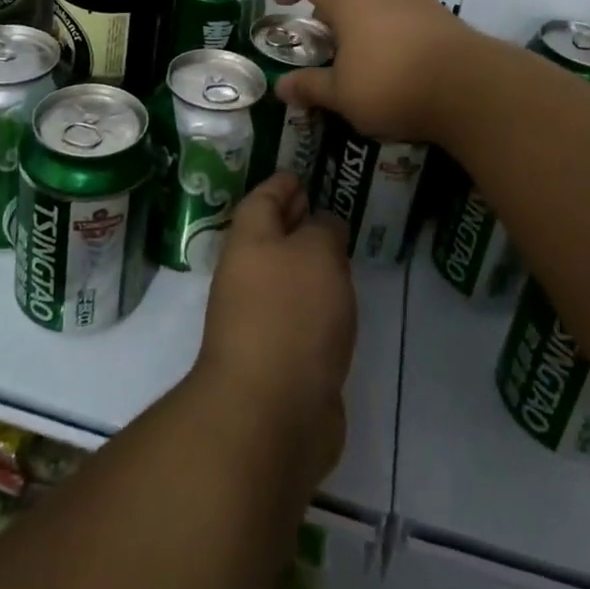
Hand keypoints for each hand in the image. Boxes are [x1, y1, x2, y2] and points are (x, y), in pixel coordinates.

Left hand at [195, 173, 355, 487]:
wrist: (270, 413)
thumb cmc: (291, 316)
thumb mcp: (317, 254)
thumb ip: (324, 230)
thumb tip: (323, 227)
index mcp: (249, 243)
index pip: (262, 199)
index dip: (282, 184)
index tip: (302, 174)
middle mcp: (248, 277)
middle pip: (270, 237)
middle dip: (295, 221)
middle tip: (327, 207)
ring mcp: (259, 321)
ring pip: (286, 278)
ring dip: (309, 264)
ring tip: (341, 252)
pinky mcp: (279, 359)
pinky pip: (299, 315)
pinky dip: (317, 303)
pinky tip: (340, 302)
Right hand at [271, 0, 485, 142]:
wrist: (471, 88)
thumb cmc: (393, 84)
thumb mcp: (342, 95)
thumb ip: (310, 86)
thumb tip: (281, 86)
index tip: (281, 2)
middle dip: (326, 7)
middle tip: (319, 37)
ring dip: (358, 18)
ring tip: (354, 52)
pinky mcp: (439, 15)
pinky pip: (400, 13)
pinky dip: (385, 27)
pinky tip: (391, 59)